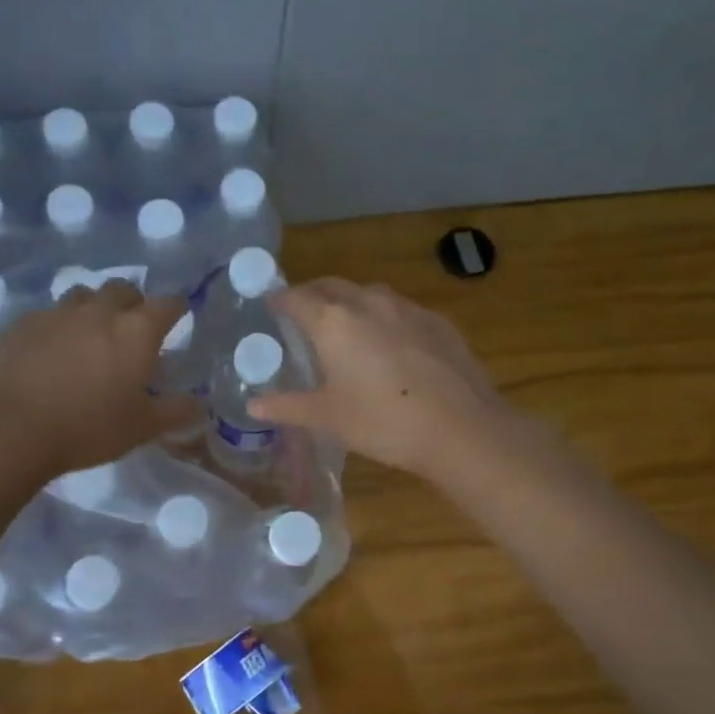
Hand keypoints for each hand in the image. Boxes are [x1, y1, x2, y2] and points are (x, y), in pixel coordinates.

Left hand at [0, 282, 199, 474]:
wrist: (10, 427)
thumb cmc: (89, 427)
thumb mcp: (142, 428)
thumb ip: (175, 412)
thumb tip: (200, 404)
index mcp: (136, 331)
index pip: (168, 304)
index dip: (176, 308)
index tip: (178, 317)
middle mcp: (100, 311)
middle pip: (124, 288)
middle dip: (133, 302)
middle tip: (133, 327)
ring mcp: (57, 313)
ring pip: (83, 295)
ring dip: (94, 307)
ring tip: (91, 335)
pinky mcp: (22, 324)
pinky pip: (49, 314)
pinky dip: (59, 326)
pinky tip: (52, 351)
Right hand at [249, 279, 509, 478]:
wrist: (460, 428)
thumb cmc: (383, 422)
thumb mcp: (328, 418)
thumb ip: (288, 406)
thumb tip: (254, 404)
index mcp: (333, 321)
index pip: (297, 297)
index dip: (281, 299)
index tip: (272, 305)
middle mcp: (368, 303)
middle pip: (333, 286)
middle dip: (314, 294)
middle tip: (304, 313)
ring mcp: (408, 308)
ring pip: (370, 294)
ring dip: (351, 302)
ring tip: (347, 327)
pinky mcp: (438, 321)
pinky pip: (401, 310)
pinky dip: (385, 318)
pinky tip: (392, 345)